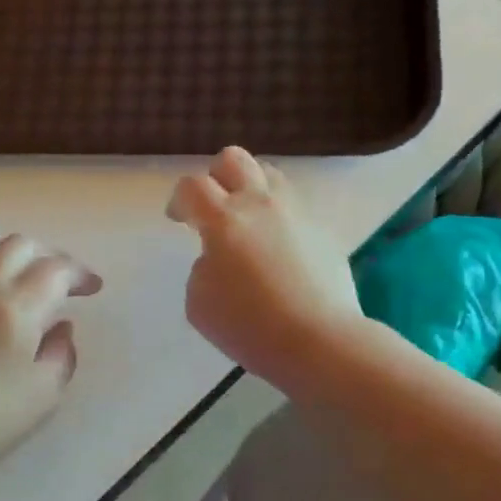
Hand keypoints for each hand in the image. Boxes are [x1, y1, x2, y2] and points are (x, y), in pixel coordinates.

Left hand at [0, 235, 100, 495]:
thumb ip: (62, 352)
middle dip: (51, 256)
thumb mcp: (44, 394)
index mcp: (16, 308)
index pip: (56, 269)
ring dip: (16, 252)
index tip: (94, 289)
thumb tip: (60, 326)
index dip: (80, 274)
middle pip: (21, 245)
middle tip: (66, 282)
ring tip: (29, 276)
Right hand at [167, 147, 361, 389]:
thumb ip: (202, 268)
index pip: (192, 186)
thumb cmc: (249, 326)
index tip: (178, 219)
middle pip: (234, 160)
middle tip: (212, 208)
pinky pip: (294, 207)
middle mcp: (261, 204)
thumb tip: (219, 259)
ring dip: (250, 190)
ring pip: (270, 175)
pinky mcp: (323, 231)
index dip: (179, 199)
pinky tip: (277, 250)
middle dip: (215, 177)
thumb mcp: (199, 302)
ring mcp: (297, 214)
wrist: (318, 340)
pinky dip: (278, 218)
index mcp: (224, 220)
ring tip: (246, 221)